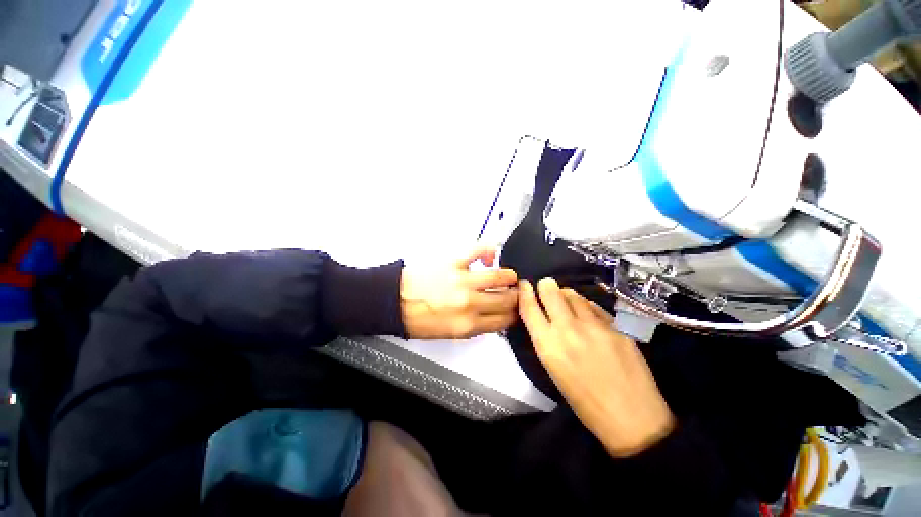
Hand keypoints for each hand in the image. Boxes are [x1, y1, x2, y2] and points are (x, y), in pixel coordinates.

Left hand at [400, 247, 518, 338]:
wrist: (395, 301)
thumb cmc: (417, 318)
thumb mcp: (448, 334)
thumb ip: (474, 327)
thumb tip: (492, 318)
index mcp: (467, 325)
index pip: (504, 321)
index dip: (515, 315)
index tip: (516, 310)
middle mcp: (469, 303)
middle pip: (506, 299)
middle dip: (516, 297)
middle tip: (516, 293)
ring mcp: (462, 281)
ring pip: (500, 276)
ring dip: (509, 276)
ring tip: (509, 276)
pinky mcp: (454, 262)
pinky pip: (479, 251)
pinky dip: (489, 250)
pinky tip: (490, 256)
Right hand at [518, 277, 674, 457]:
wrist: (632, 419)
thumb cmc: (585, 402)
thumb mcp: (554, 370)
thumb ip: (547, 339)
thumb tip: (545, 316)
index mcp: (548, 346)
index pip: (529, 307)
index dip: (524, 292)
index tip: (524, 284)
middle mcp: (568, 329)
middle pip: (550, 291)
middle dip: (546, 286)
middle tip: (547, 287)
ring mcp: (594, 326)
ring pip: (573, 294)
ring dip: (566, 295)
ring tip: (568, 302)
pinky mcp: (616, 326)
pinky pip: (594, 306)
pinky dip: (586, 306)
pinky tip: (589, 316)